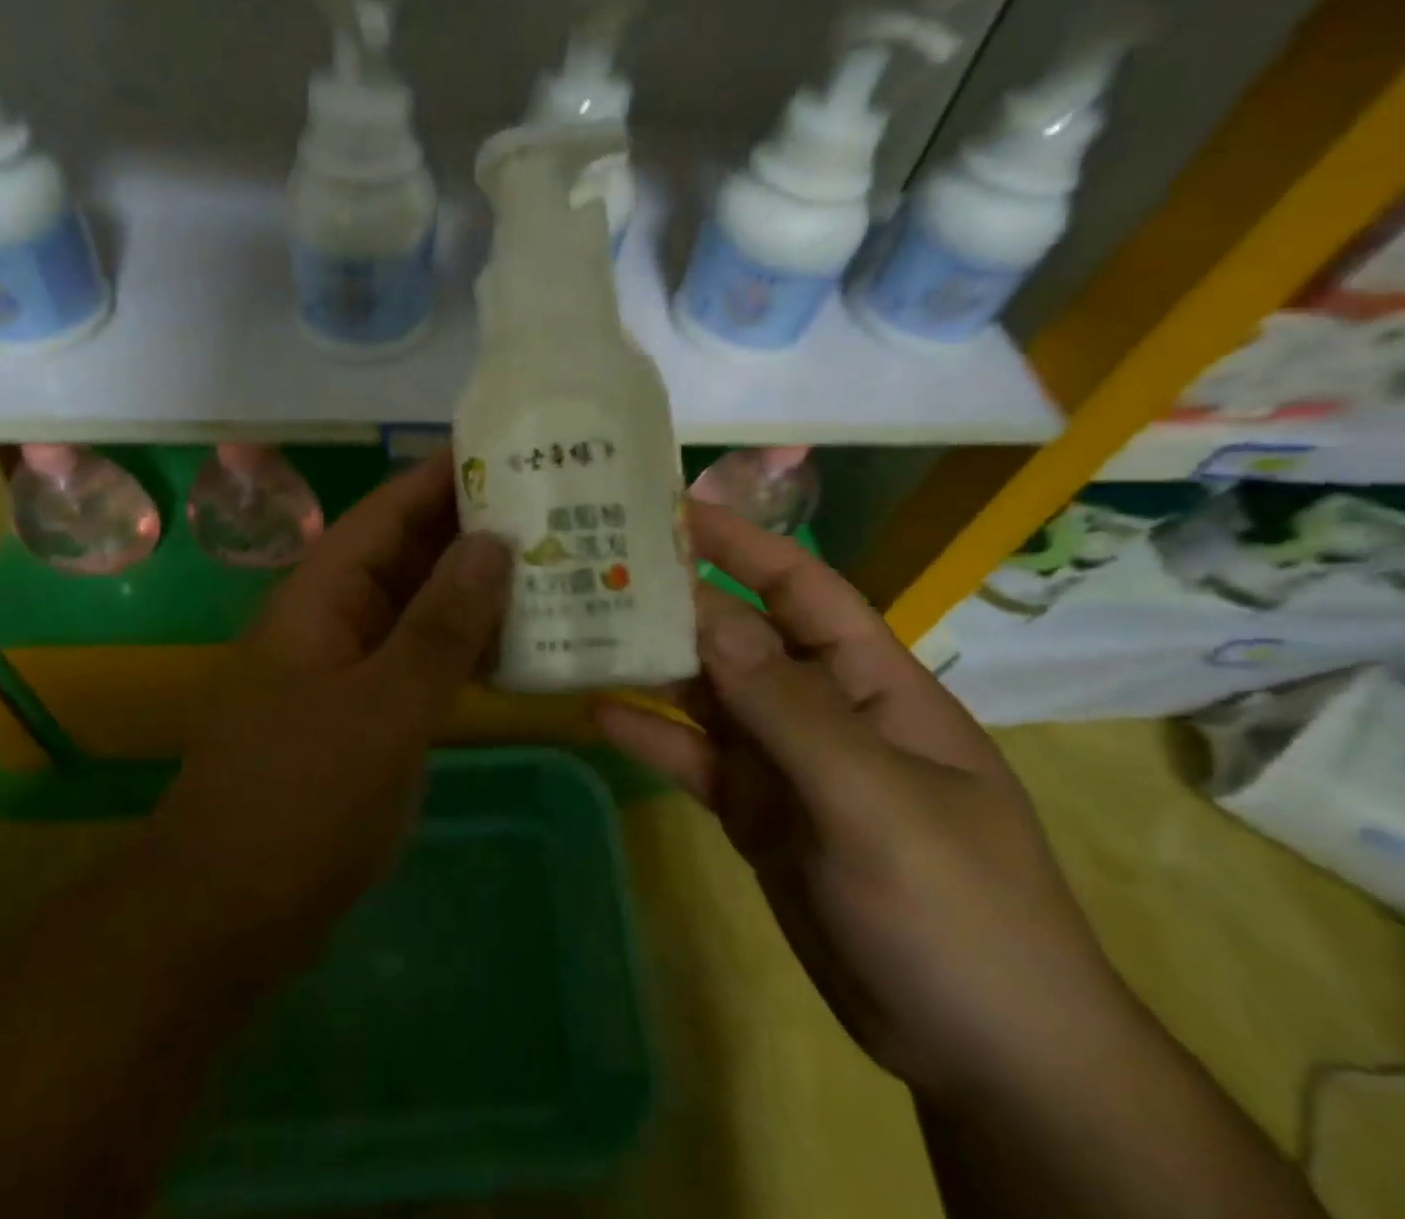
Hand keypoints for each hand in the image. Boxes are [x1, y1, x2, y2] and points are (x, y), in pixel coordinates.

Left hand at [148, 452, 511, 967]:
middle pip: (411, 554)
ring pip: (422, 608)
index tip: (514, 449)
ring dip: (480, 591)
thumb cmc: (300, 801)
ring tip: (560, 566)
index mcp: (323, 594)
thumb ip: (441, 625)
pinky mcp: (367, 712)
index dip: (447, 475)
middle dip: (478, 531)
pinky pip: (423, 660)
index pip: (391, 510)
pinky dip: (467, 648)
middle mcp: (336, 616)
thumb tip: (494, 542)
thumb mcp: (382, 709)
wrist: (228, 915)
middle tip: (560, 509)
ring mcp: (351, 666)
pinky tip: (524, 647)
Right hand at [594, 503, 1139, 1101]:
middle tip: (594, 569)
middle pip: (738, 636)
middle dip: (675, 603)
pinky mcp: (755, 811)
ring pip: (707, 695)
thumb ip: (790, 710)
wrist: (983, 1053)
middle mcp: (821, 707)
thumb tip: (712, 620)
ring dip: (652, 665)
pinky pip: (695, 758)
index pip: (801, 587)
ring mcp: (784, 761)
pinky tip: (597, 714)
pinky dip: (652, 735)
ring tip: (580, 630)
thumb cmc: (958, 909)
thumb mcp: (876, 802)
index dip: (741, 544)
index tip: (673, 511)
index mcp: (869, 682)